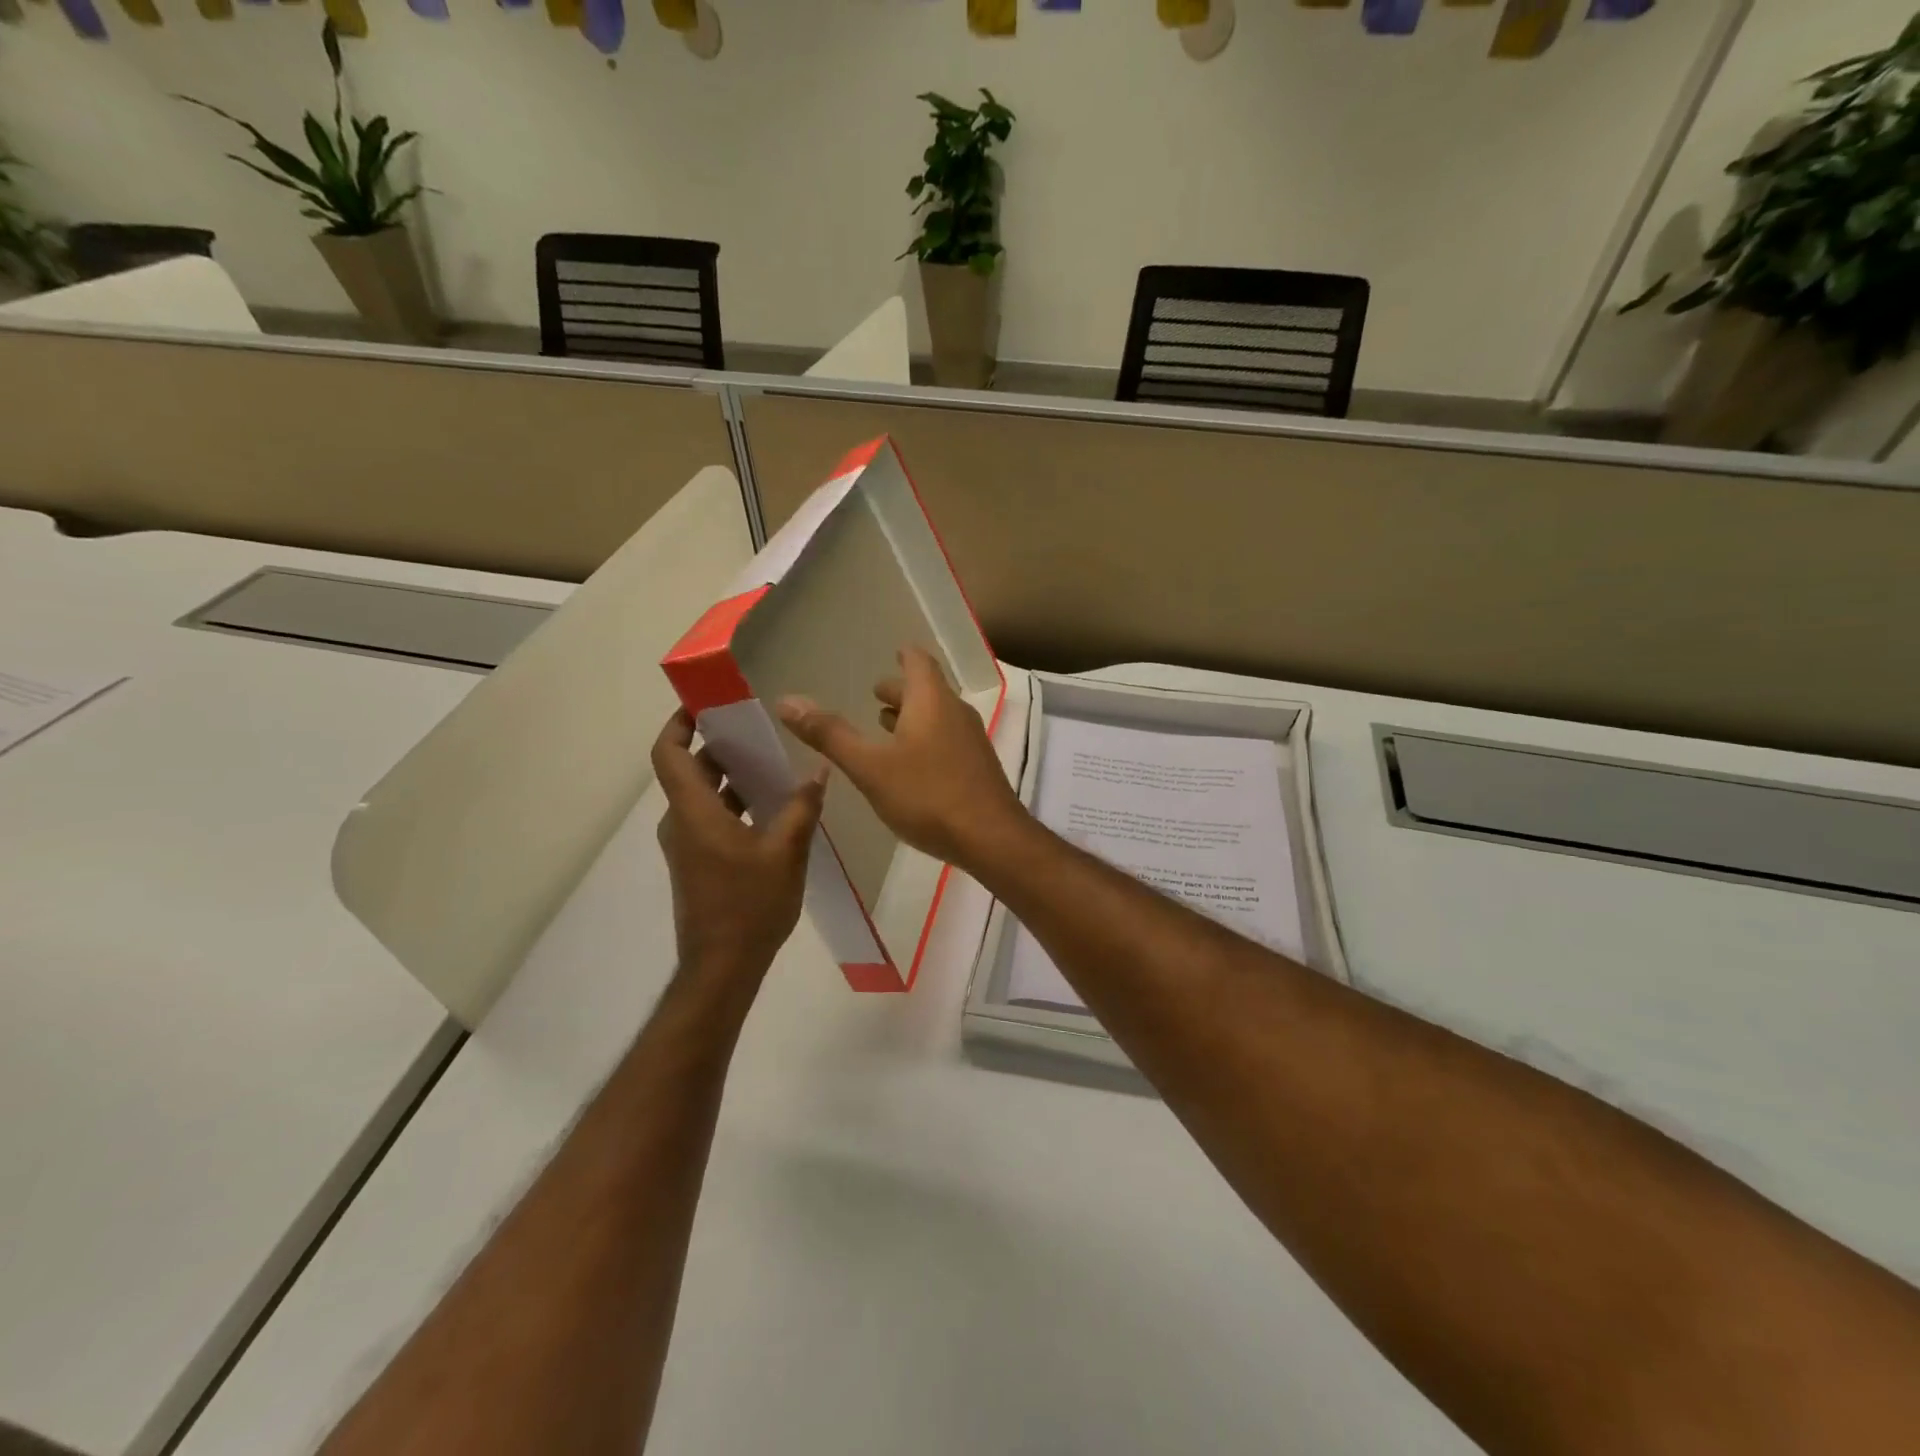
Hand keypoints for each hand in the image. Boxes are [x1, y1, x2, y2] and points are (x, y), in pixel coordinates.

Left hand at [651, 711, 825, 995]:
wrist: (723, 967)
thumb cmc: (750, 905)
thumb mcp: (786, 852)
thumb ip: (802, 807)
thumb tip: (818, 769)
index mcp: (694, 813)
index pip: (669, 754)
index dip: (679, 723)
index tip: (705, 704)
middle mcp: (681, 823)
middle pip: (690, 771)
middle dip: (719, 746)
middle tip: (756, 730)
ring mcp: (686, 845)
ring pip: (702, 796)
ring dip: (730, 777)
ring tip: (772, 765)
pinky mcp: (696, 863)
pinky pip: (709, 818)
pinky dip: (733, 803)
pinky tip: (771, 808)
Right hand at [776, 647, 1026, 872]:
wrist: (991, 838)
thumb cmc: (928, 795)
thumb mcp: (870, 767)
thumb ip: (830, 734)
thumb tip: (787, 701)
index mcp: (931, 701)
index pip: (918, 662)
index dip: (904, 656)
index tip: (893, 653)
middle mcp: (955, 712)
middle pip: (927, 690)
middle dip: (900, 690)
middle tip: (875, 694)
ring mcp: (971, 741)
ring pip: (937, 717)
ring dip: (912, 716)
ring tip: (885, 725)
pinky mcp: (976, 768)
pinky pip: (946, 740)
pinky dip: (925, 739)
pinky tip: (910, 763)